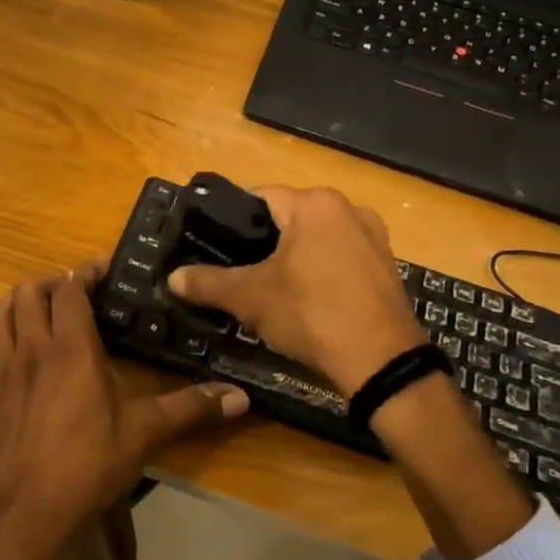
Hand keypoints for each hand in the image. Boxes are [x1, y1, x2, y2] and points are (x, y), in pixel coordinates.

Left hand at [0, 262, 249, 559]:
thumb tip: (242, 397)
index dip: (85, 273)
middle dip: (52, 283)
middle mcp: (31, 346)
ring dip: (19, 300)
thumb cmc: (88, 464)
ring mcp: (0, 367)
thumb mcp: (144, 433)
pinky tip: (4, 335)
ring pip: (0, 311)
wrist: (28, 511)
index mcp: (71, 347)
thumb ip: (190, 408)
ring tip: (39, 308)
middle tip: (74, 294)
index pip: (70, 289)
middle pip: (31, 292)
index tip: (102, 270)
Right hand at [166, 186, 425, 396]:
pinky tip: (310, 301)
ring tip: (272, 289)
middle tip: (239, 272)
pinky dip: (322, 272)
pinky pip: (342, 258)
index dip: (233, 220)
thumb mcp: (250, 298)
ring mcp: (374, 237)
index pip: (260, 197)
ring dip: (295, 258)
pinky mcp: (387, 266)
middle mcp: (349, 208)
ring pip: (318, 239)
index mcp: (315, 203)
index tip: (215, 244)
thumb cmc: (311, 313)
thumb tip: (172, 278)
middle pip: (290, 217)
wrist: (381, 361)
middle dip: (264, 242)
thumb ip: (208, 283)